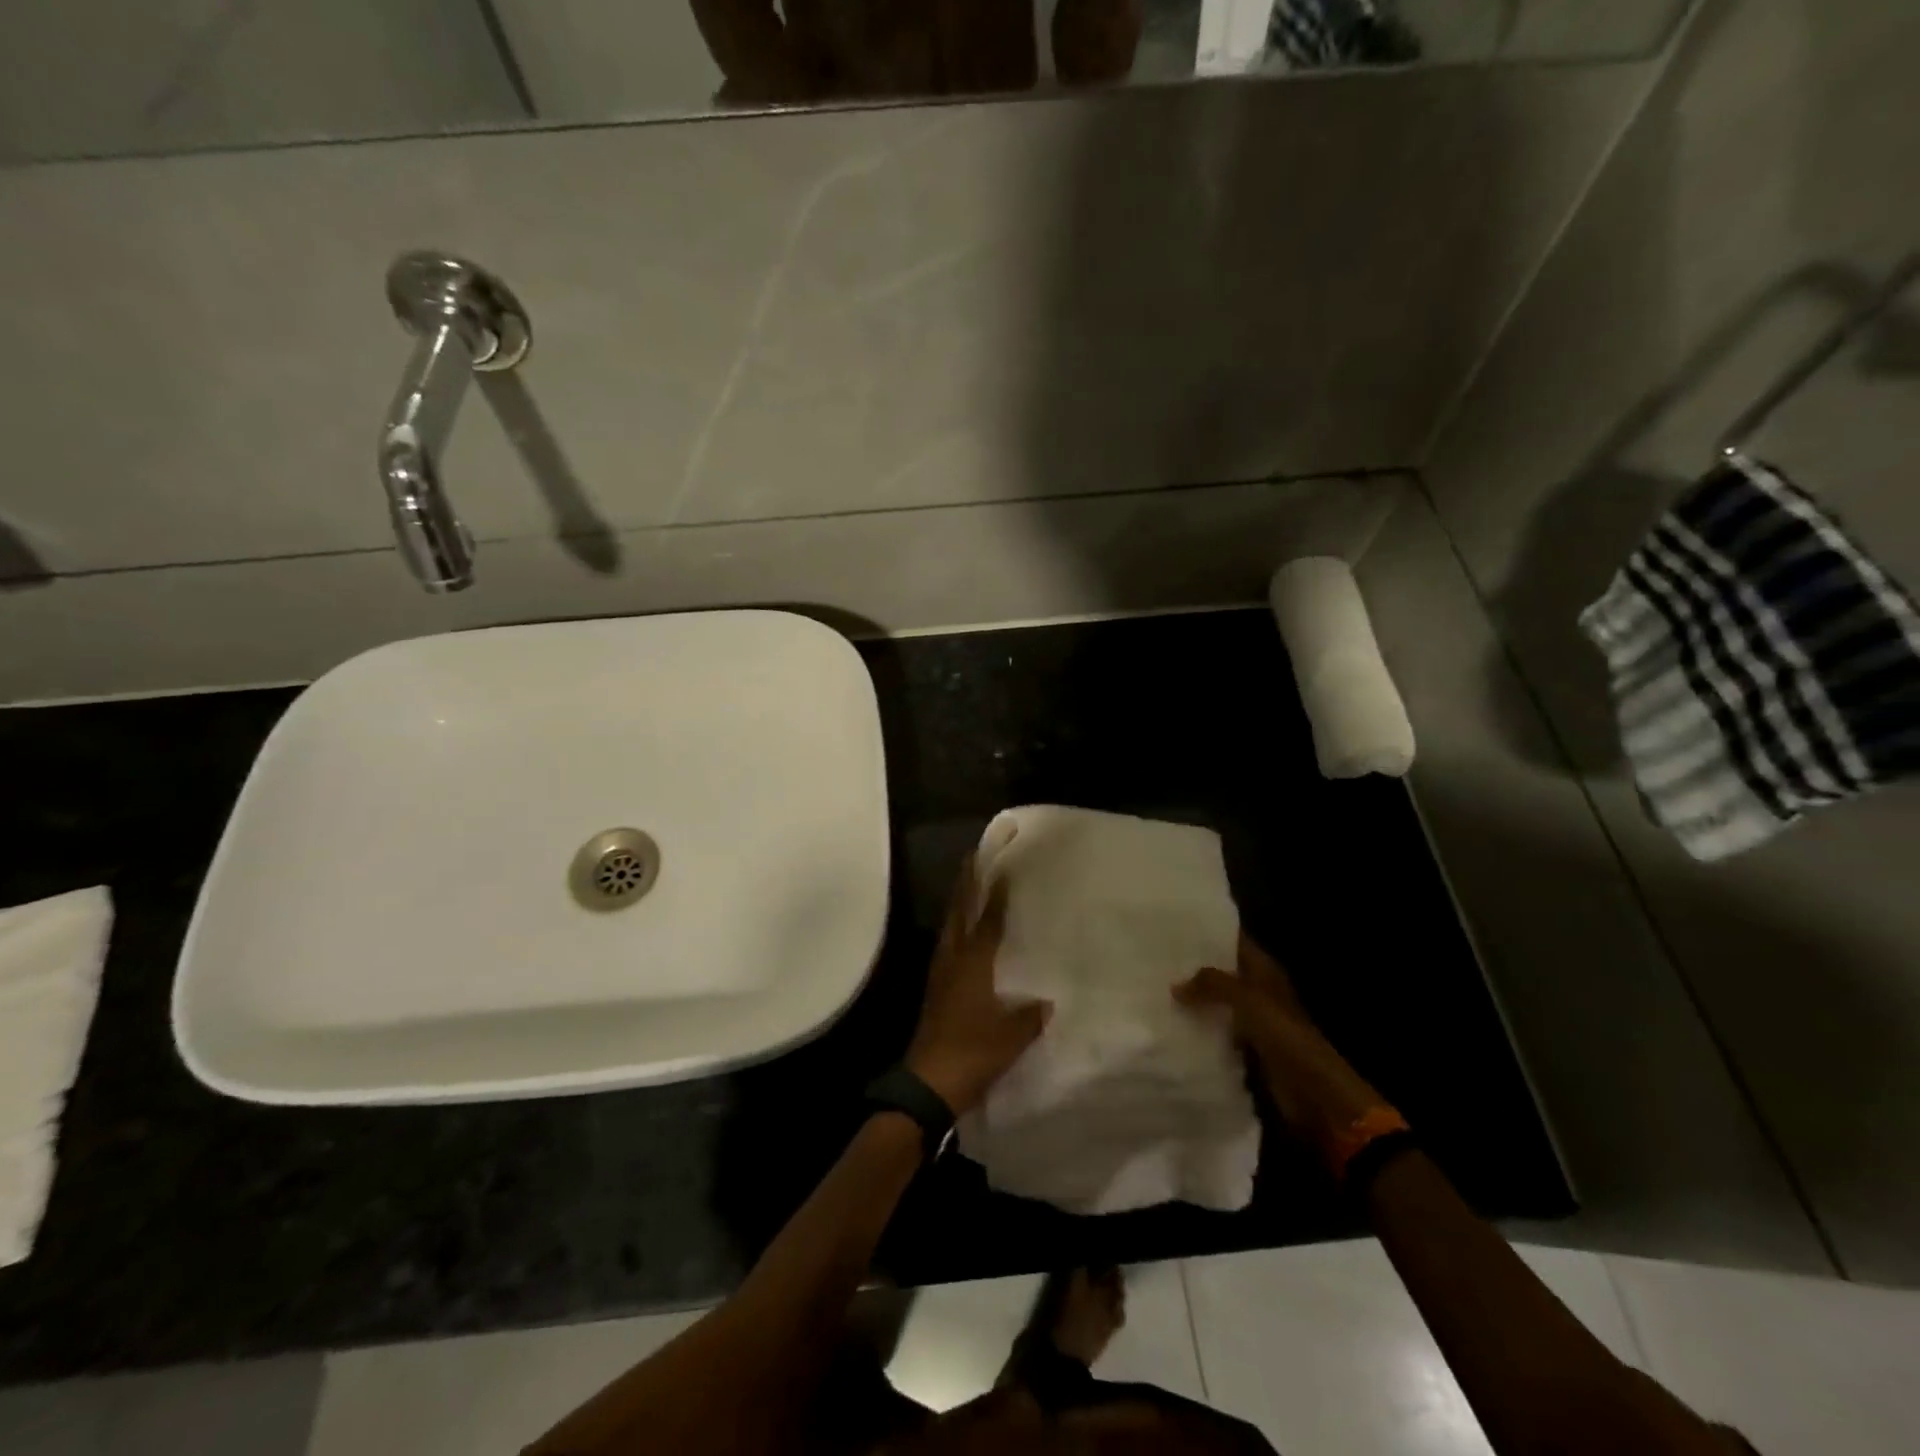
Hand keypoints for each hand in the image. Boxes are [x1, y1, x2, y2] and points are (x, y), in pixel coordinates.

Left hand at [906, 855, 1051, 1115]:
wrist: (928, 1083)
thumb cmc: (973, 1052)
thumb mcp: (1012, 1036)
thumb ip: (1030, 1016)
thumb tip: (1047, 1002)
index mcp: (973, 963)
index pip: (986, 919)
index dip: (994, 893)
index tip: (1000, 866)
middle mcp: (953, 960)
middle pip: (958, 913)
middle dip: (965, 885)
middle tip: (972, 859)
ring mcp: (939, 975)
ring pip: (949, 928)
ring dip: (958, 905)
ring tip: (968, 888)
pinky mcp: (935, 991)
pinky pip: (947, 948)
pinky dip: (956, 932)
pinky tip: (964, 938)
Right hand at [1174, 933, 1388, 1167]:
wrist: (1317, 1096)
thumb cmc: (1288, 1039)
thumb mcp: (1250, 1002)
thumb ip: (1213, 985)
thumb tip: (1175, 985)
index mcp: (1265, 971)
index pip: (1233, 940)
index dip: (1207, 932)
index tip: (1171, 926)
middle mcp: (1258, 990)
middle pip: (1222, 970)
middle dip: (1193, 965)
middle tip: (1153, 956)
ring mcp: (1253, 1020)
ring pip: (1217, 1000)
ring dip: (1194, 997)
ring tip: (1155, 986)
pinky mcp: (1247, 1048)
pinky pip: (1217, 1028)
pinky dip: (1199, 1025)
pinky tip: (1171, 1022)